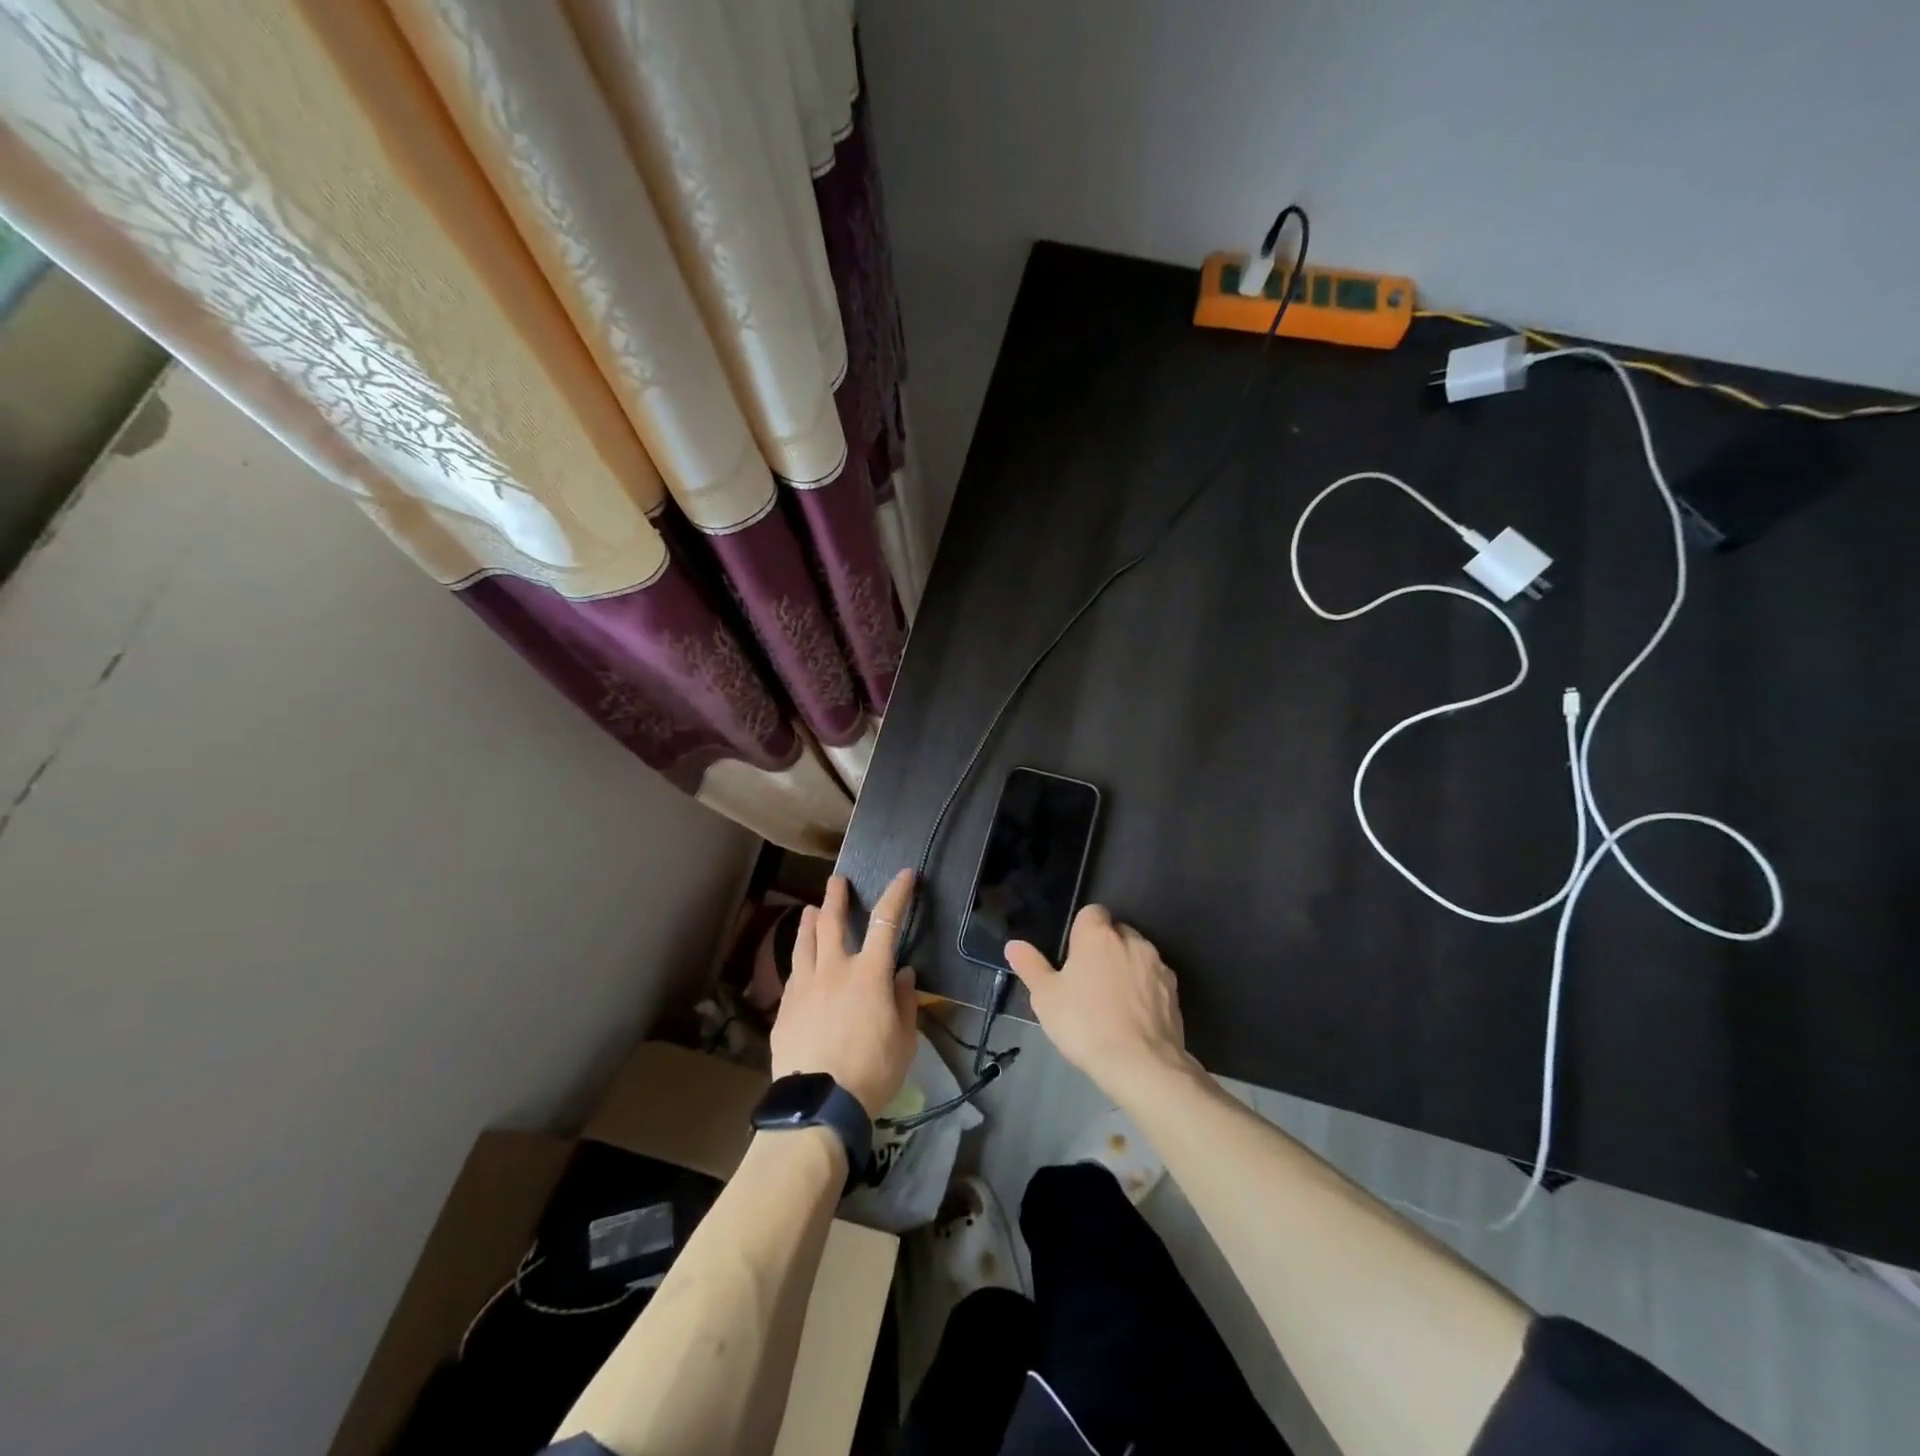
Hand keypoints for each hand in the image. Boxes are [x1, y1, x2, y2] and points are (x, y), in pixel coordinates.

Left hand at [770, 870, 918, 1116]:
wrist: (818, 1105)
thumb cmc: (871, 1071)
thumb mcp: (904, 1040)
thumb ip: (903, 1001)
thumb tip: (902, 974)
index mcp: (869, 974)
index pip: (886, 922)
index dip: (897, 894)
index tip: (904, 875)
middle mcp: (834, 970)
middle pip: (832, 922)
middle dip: (836, 897)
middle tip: (837, 881)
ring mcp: (804, 987)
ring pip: (804, 944)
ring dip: (810, 922)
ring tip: (811, 910)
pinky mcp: (785, 1008)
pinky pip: (793, 974)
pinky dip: (800, 961)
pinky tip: (800, 965)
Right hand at [1005, 905, 1190, 1097]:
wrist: (1142, 1065)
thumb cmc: (1085, 1024)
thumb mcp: (1046, 997)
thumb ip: (1030, 966)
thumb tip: (1013, 944)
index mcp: (1098, 935)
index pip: (1092, 912)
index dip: (1082, 929)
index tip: (1073, 955)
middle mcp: (1131, 940)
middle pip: (1116, 932)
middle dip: (1105, 947)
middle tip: (1087, 979)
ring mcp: (1157, 965)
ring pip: (1137, 955)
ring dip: (1126, 967)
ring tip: (1111, 1000)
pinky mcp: (1174, 991)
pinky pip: (1154, 979)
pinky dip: (1144, 989)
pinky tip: (1133, 1015)